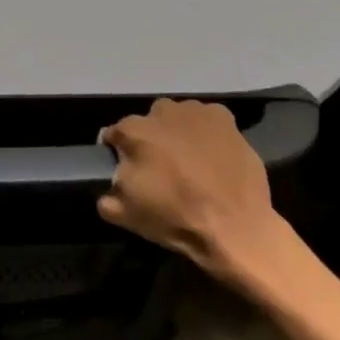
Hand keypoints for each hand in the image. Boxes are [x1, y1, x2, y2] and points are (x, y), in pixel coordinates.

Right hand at [99, 98, 290, 282]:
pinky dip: (204, 131)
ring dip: (177, 132)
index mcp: (134, 132)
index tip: (125, 170)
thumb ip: (105, 194)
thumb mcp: (124, 215)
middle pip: (147, 122)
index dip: (117, 152)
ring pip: (176, 117)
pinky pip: (205, 119)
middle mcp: (162, 112)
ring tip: (188, 160)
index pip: (114, 134)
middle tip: (161, 166)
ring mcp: (196, 112)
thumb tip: (107, 185)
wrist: (235, 227)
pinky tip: (211, 153)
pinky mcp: (225, 118)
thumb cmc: (175, 218)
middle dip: (149, 139)